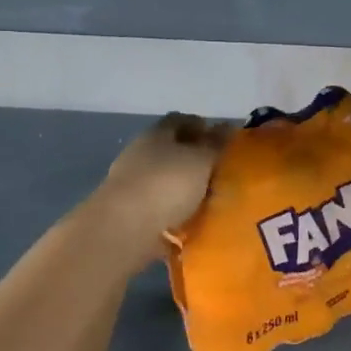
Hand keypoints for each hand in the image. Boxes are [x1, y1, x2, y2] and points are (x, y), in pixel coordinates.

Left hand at [84, 113, 228, 262]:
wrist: (123, 230)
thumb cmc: (167, 184)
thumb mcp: (200, 160)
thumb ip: (215, 143)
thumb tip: (227, 125)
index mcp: (157, 134)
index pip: (181, 120)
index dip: (201, 126)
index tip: (223, 139)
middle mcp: (141, 154)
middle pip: (171, 150)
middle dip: (194, 158)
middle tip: (221, 171)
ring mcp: (132, 185)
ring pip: (165, 179)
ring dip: (184, 187)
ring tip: (210, 200)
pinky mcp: (130, 214)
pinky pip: (159, 208)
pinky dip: (174, 212)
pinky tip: (192, 222)